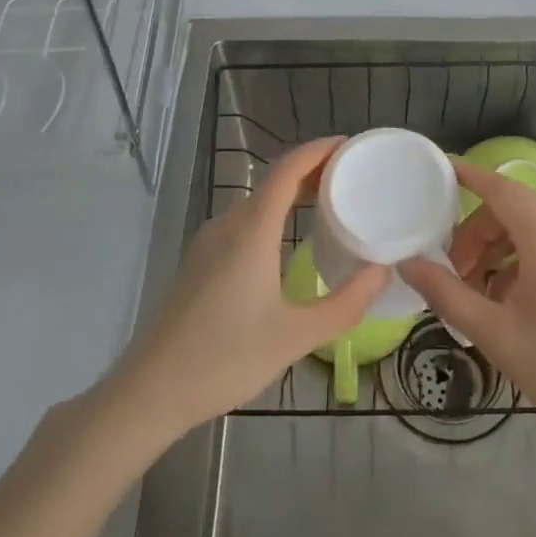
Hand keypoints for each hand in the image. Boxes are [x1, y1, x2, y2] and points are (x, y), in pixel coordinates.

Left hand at [111, 137, 387, 438]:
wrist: (151, 390)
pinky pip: (244, 222)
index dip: (319, 150)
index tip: (350, 145)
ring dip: (292, 193)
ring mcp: (209, 243)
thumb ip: (346, 303)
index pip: (288, 169)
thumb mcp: (297, 337)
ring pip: (257, 202)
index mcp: (251, 231)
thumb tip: (384, 271)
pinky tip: (290, 239)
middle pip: (273, 181)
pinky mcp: (201, 262)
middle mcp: (228, 225)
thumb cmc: (225, 358)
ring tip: (330, 203)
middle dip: (312, 170)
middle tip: (352, 176)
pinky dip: (274, 215)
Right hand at [399, 160, 535, 448]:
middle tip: (452, 272)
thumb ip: (447, 293)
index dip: (467, 177)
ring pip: (534, 229)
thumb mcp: (497, 335)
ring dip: (499, 249)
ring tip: (479, 294)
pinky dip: (525, 260)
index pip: (500, 188)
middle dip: (476, 232)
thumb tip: (408, 264)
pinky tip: (513, 302)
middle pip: (514, 210)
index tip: (436, 172)